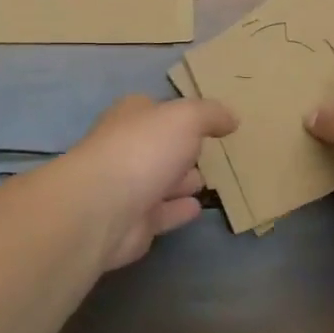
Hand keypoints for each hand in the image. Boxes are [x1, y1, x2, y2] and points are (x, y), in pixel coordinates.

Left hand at [59, 95, 238, 269]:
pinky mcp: (133, 223)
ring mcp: (127, 187)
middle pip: (159, 146)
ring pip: (160, 181)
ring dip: (181, 180)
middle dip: (181, 149)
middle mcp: (126, 148)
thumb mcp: (185, 118)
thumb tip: (231, 118)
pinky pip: (162, 214)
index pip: (156, 109)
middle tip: (210, 152)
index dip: (179, 112)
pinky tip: (197, 208)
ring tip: (207, 180)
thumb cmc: (143, 151)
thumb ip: (210, 114)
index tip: (206, 119)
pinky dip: (177, 210)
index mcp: (131, 117)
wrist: (102, 208)